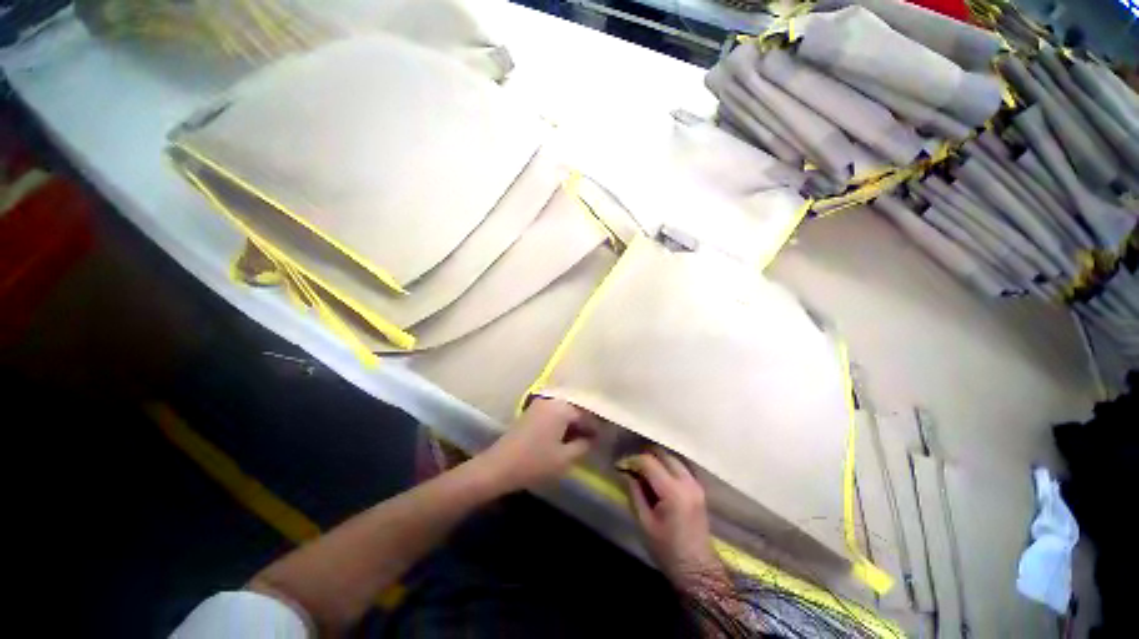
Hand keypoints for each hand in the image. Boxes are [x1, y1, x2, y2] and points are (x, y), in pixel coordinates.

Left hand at [476, 398, 598, 493]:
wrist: (498, 466)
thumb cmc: (535, 462)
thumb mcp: (565, 458)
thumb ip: (584, 445)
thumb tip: (593, 438)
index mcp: (561, 406)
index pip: (587, 412)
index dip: (598, 426)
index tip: (607, 437)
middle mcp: (552, 399)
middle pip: (576, 407)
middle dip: (587, 422)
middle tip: (597, 437)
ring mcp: (540, 404)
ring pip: (566, 409)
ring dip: (575, 422)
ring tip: (585, 438)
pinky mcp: (533, 412)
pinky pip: (555, 412)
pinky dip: (564, 422)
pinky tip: (568, 436)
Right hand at [622, 450, 723, 589]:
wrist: (698, 570)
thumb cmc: (667, 550)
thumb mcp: (645, 523)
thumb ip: (634, 493)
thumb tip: (625, 473)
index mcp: (673, 491)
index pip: (649, 462)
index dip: (632, 460)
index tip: (619, 466)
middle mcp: (687, 481)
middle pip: (663, 454)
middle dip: (645, 457)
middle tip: (631, 467)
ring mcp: (695, 483)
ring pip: (672, 458)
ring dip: (656, 460)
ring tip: (642, 472)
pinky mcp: (698, 488)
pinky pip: (680, 467)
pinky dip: (667, 466)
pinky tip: (657, 478)